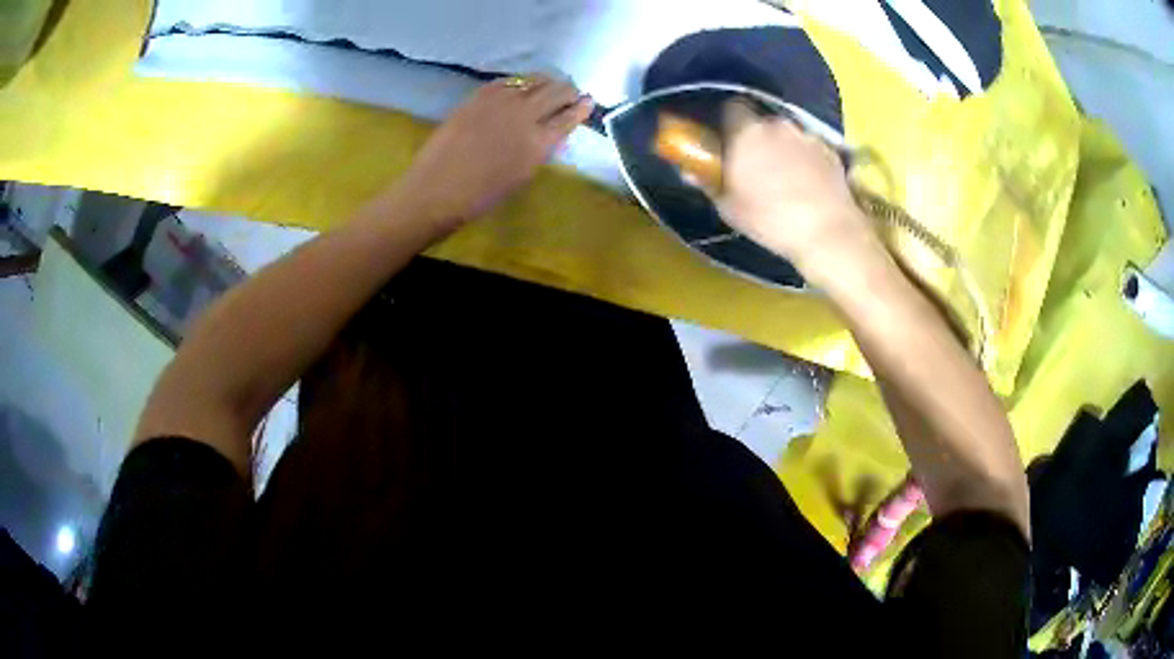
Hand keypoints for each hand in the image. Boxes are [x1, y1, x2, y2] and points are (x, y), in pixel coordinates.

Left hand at [392, 74, 593, 229]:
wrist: (437, 190)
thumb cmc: (480, 196)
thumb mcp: (522, 176)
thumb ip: (541, 150)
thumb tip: (552, 133)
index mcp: (538, 143)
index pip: (569, 117)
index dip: (582, 107)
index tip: (588, 101)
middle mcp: (524, 116)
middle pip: (556, 91)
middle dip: (567, 90)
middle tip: (570, 93)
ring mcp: (499, 102)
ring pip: (533, 80)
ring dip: (546, 82)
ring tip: (549, 85)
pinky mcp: (478, 97)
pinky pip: (507, 82)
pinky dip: (520, 82)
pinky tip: (520, 87)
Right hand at [719, 103, 883, 284]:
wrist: (827, 231)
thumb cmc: (770, 219)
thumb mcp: (729, 208)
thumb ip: (709, 183)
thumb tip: (691, 171)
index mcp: (746, 132)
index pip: (731, 107)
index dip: (728, 122)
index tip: (727, 142)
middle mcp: (777, 124)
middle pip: (762, 122)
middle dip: (757, 138)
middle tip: (755, 165)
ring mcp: (807, 135)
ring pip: (788, 135)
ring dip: (783, 149)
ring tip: (786, 178)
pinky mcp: (831, 150)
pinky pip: (810, 148)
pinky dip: (807, 160)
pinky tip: (809, 185)